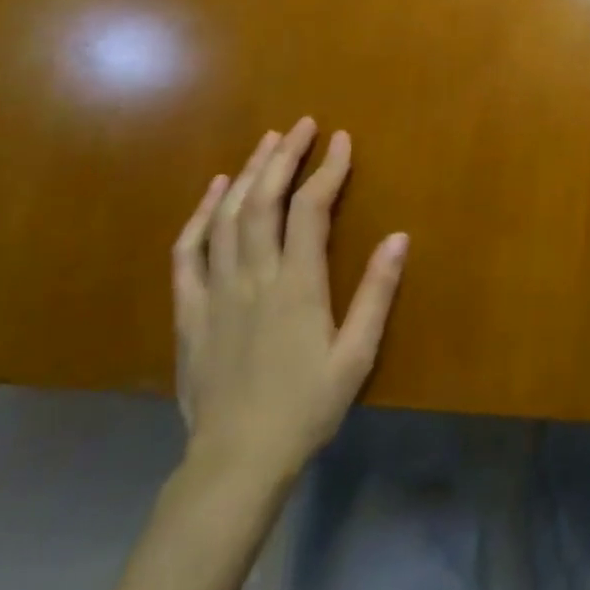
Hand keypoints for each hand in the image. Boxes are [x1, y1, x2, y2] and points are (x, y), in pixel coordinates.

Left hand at [173, 117, 408, 489]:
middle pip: (265, 200)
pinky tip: (216, 189)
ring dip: (249, 173)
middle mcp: (253, 277)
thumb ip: (376, 293)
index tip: (341, 140)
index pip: (311, 209)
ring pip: (228, 217)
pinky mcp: (189, 311)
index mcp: (296, 286)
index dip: (327, 169)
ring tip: (268, 141)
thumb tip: (400, 237)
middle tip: (302, 125)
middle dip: (285, 156)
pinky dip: (201, 214)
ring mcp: (215, 292)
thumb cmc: (305, 408)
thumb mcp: (356, 355)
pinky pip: (189, 251)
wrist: (235, 464)